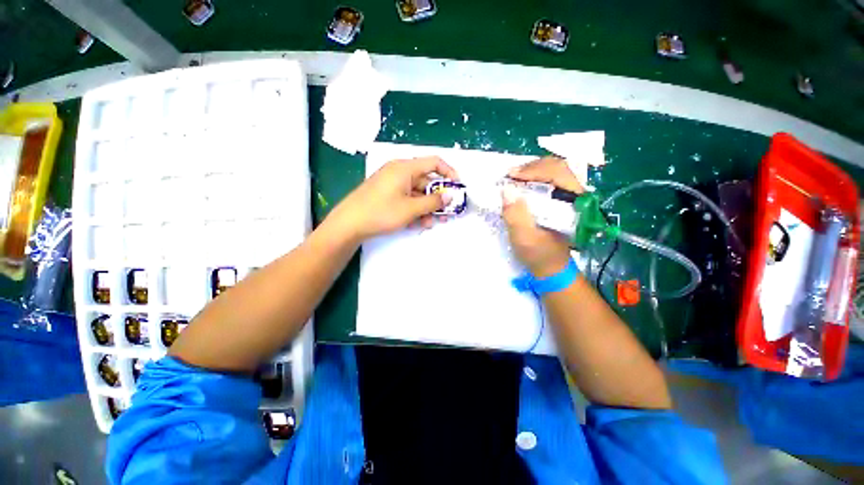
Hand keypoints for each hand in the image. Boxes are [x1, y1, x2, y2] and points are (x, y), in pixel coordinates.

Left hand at [328, 156, 459, 240]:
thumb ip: (433, 201)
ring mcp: (392, 183)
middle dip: (437, 199)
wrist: (349, 224)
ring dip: (426, 208)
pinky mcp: (386, 194)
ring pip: (416, 193)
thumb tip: (450, 195)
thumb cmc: (381, 212)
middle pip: (426, 181)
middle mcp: (399, 172)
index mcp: (405, 168)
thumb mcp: (411, 208)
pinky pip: (406, 199)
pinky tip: (415, 224)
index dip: (449, 172)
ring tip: (430, 224)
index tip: (458, 186)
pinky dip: (413, 210)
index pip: (434, 162)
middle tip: (446, 214)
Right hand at [502, 157, 582, 276]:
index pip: (559, 174)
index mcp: (574, 204)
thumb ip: (516, 216)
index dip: (534, 170)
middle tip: (510, 175)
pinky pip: (549, 180)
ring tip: (514, 178)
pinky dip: (533, 178)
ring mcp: (569, 197)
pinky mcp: (561, 201)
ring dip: (532, 171)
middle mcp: (576, 196)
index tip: (511, 176)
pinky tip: (521, 184)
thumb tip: (507, 190)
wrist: (550, 267)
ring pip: (554, 171)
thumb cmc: (539, 255)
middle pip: (557, 167)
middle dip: (532, 167)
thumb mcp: (524, 239)